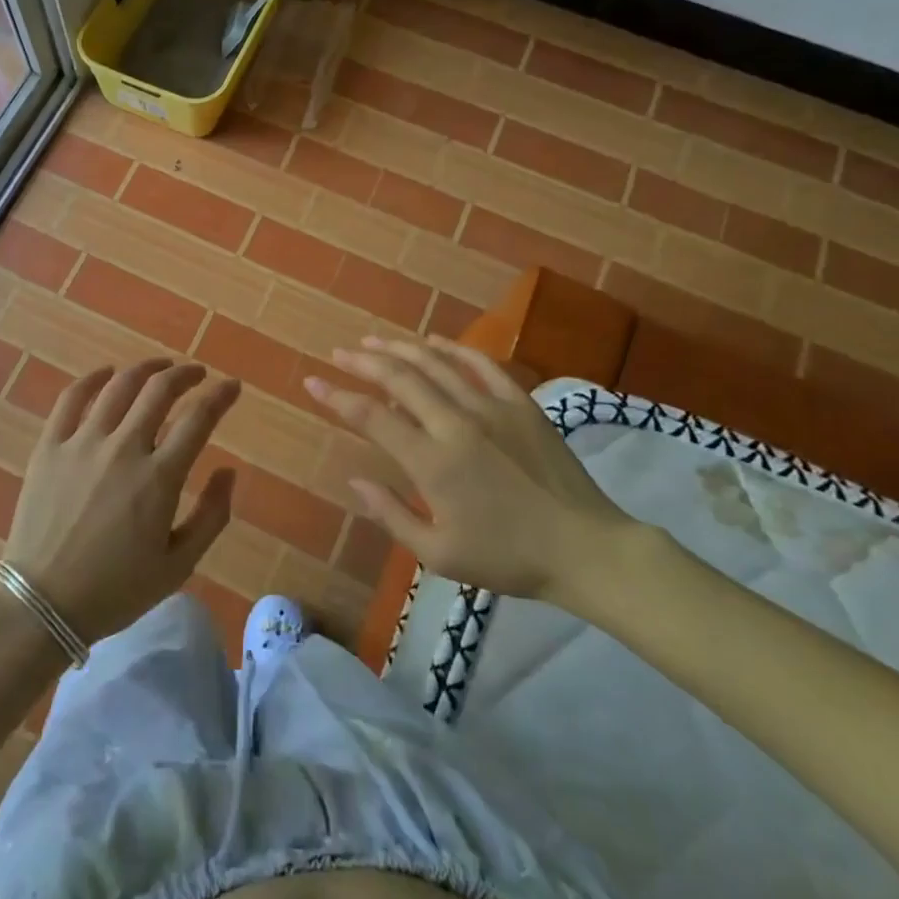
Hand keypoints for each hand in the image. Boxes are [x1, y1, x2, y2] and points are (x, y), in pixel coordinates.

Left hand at [5, 359, 240, 642]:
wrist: (42, 604)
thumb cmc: (116, 590)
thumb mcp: (178, 565)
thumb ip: (211, 516)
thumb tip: (229, 471)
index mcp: (159, 478)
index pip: (198, 418)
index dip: (220, 396)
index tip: (232, 386)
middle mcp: (123, 448)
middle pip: (160, 390)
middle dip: (186, 374)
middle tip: (197, 374)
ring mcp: (82, 443)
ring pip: (119, 386)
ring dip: (146, 369)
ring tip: (161, 367)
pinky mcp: (50, 446)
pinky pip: (71, 398)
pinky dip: (92, 378)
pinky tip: (106, 373)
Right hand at [306, 337, 636, 601]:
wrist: (585, 548)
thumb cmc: (507, 558)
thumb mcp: (440, 554)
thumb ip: (392, 515)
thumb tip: (355, 479)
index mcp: (432, 462)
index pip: (372, 417)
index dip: (338, 397)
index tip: (313, 382)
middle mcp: (456, 423)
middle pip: (400, 378)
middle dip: (363, 362)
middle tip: (339, 352)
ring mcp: (491, 407)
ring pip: (436, 363)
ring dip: (400, 348)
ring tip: (373, 341)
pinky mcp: (520, 403)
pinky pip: (481, 363)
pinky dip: (453, 347)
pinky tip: (433, 340)